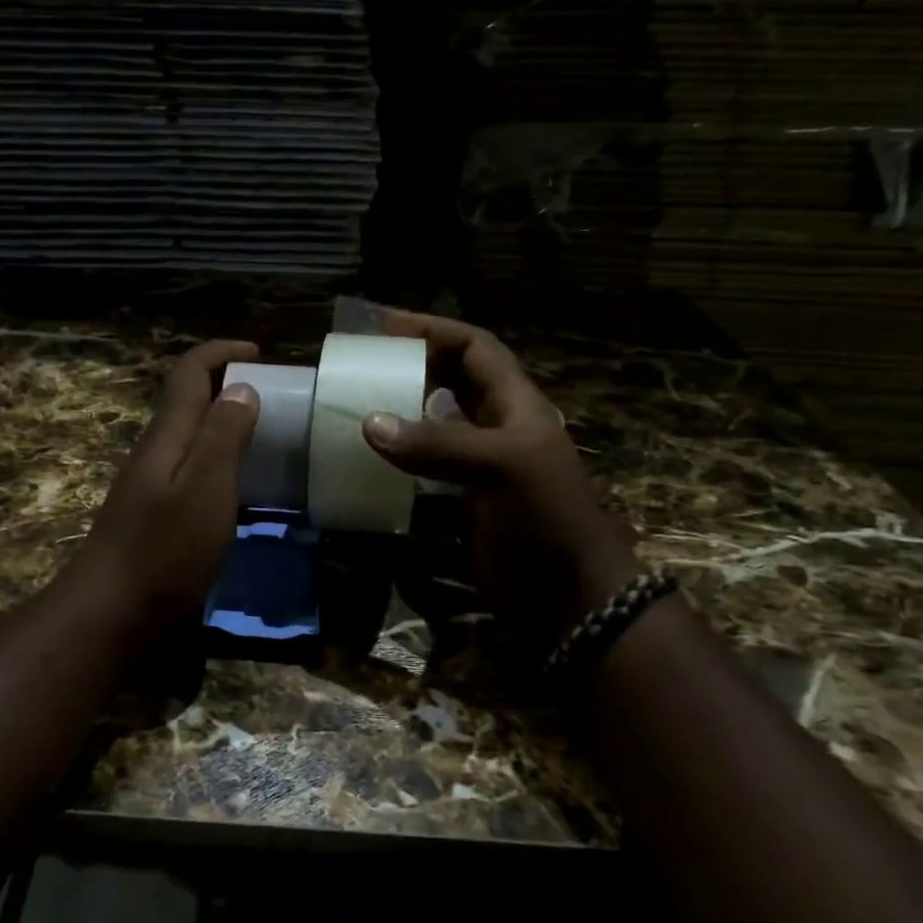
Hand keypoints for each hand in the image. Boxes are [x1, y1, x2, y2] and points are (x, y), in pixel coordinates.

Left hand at [70, 339, 260, 634]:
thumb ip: (223, 436)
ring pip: (190, 437)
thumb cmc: (164, 550)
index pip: (188, 373)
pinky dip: (220, 461)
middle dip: (226, 385)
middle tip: (274, 398)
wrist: (112, 612)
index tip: (259, 352)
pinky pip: (192, 470)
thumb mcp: (205, 489)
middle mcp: (156, 452)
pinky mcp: (156, 515)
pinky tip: (242, 488)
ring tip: (267, 438)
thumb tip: (242, 388)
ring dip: (224, 424)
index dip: (220, 353)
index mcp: (168, 436)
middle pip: (188, 401)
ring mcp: (152, 485)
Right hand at [361, 312, 637, 643]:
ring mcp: (476, 469)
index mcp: (515, 405)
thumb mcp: (500, 467)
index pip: (474, 348)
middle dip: (409, 368)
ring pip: (430, 429)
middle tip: (360, 366)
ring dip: (397, 418)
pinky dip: (395, 467)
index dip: (433, 330)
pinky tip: (365, 467)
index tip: (384, 326)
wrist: (569, 596)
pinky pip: (420, 474)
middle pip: (448, 383)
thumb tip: (369, 423)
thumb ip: (437, 444)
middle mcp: (494, 429)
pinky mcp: (461, 505)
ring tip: (353, 410)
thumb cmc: (546, 517)